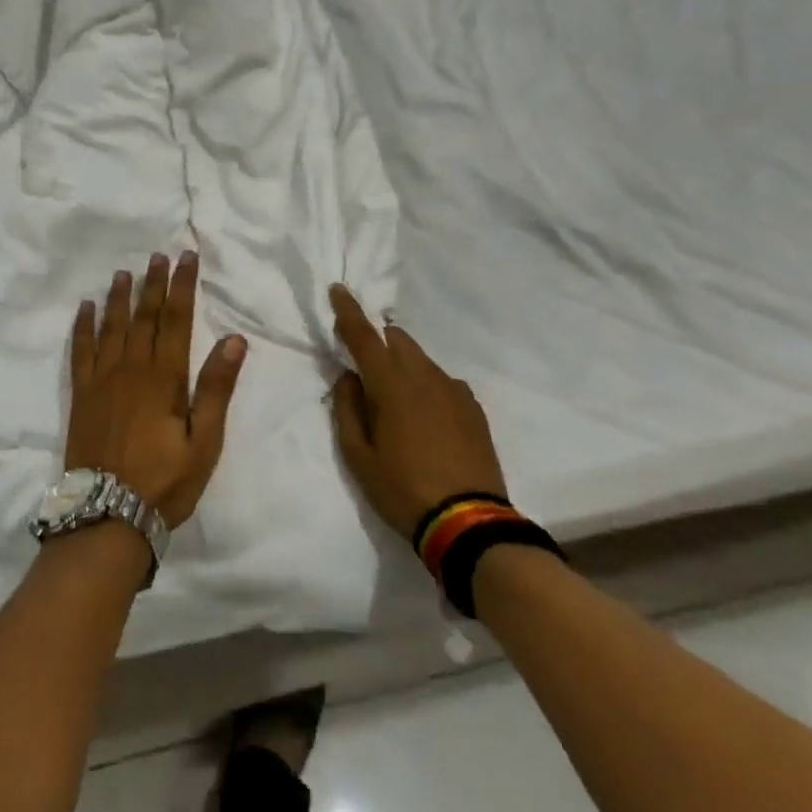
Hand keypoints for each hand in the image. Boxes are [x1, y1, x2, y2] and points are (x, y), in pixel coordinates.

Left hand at [67, 253, 246, 528]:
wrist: (107, 515)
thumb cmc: (164, 482)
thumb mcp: (204, 442)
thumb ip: (216, 388)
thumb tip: (234, 338)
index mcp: (164, 378)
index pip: (176, 320)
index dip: (182, 287)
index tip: (186, 259)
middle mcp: (131, 369)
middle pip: (144, 317)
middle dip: (153, 284)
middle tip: (158, 256)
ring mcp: (101, 380)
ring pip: (112, 327)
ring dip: (119, 297)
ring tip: (124, 272)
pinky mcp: (81, 395)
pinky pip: (80, 350)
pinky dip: (83, 326)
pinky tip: (85, 308)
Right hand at [328, 284, 506, 542]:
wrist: (469, 523)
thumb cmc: (402, 489)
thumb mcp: (358, 456)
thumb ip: (347, 409)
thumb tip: (348, 377)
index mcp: (391, 386)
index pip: (364, 337)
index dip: (348, 311)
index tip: (338, 288)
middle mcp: (425, 377)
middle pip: (398, 340)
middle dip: (379, 341)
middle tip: (365, 365)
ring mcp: (454, 391)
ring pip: (422, 359)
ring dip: (403, 364)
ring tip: (395, 398)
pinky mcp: (473, 408)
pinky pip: (443, 381)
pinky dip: (427, 384)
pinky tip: (425, 415)